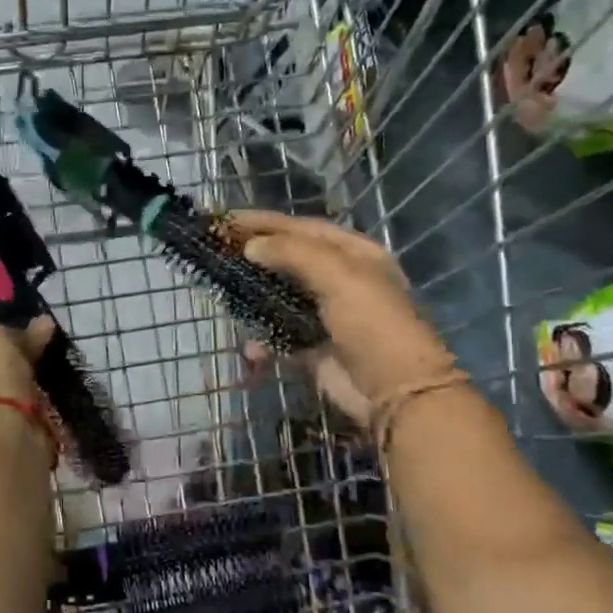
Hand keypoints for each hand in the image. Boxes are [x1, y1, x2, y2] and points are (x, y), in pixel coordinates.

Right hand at [230, 211, 457, 412]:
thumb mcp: (339, 276)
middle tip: (216, 253)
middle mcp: (340, 278)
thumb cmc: (372, 324)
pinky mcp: (314, 347)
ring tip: (224, 296)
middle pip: (287, 258)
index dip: (263, 222)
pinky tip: (251, 350)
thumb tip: (251, 246)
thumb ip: (293, 253)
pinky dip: (262, 341)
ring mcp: (326, 314)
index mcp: (353, 253)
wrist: (395, 392)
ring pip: (279, 296)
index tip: (225, 220)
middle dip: (253, 256)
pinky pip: (279, 334)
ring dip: (253, 299)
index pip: (300, 227)